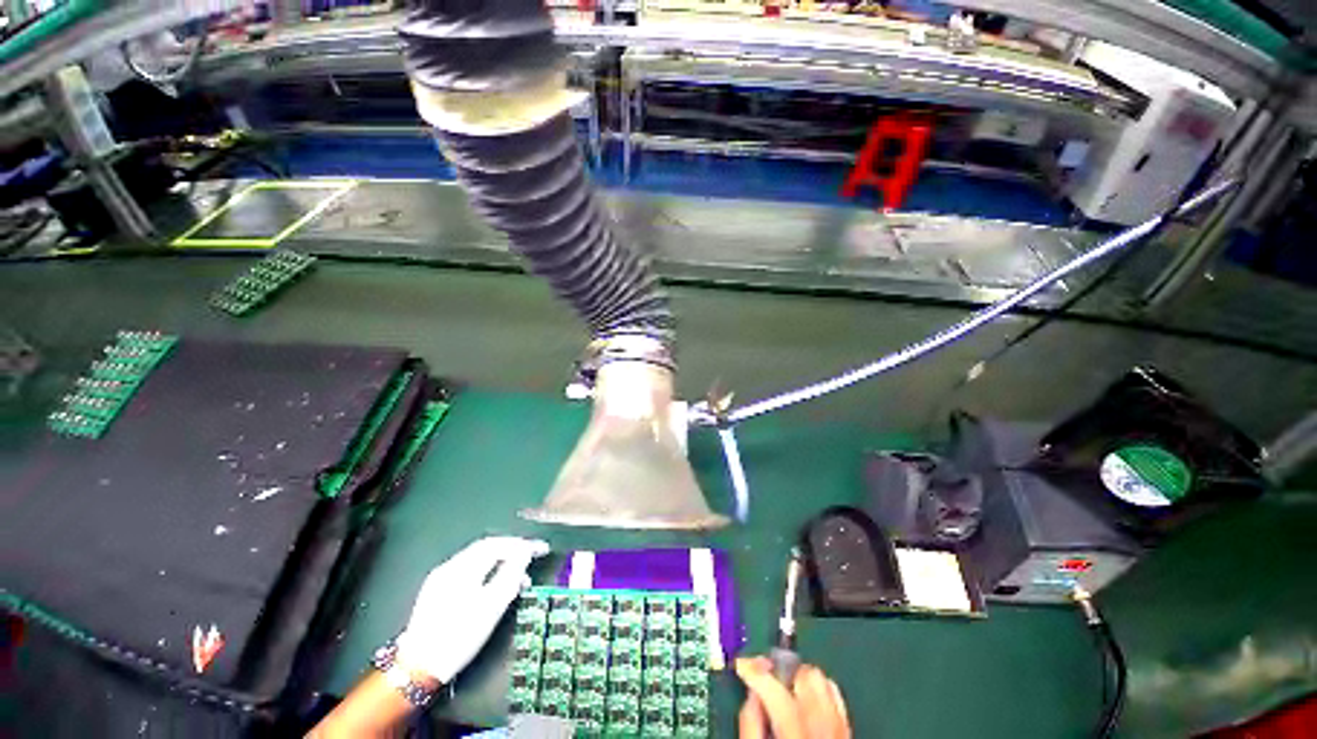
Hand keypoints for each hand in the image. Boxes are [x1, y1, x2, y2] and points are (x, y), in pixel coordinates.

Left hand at [395, 536, 549, 684]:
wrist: (417, 669)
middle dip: (513, 550)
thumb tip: (524, 552)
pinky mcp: (437, 591)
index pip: (499, 544)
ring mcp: (441, 578)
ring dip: (502, 563)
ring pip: (479, 560)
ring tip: (520, 579)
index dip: (523, 544)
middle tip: (533, 557)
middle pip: (487, 548)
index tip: (543, 549)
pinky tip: (496, 587)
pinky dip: (488, 572)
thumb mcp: (491, 606)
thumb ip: (511, 574)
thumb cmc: (459, 637)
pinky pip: (469, 571)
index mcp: (463, 567)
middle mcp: (451, 566)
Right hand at [737, 656, 850, 738]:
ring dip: (802, 680)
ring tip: (786, 691)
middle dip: (782, 674)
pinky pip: (837, 699)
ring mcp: (841, 734)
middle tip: (766, 681)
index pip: (777, 693)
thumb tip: (750, 693)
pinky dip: (821, 692)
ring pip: (825, 683)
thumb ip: (750, 726)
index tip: (742, 665)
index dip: (756, 672)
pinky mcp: (849, 736)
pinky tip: (806, 702)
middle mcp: (824, 733)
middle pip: (806, 679)